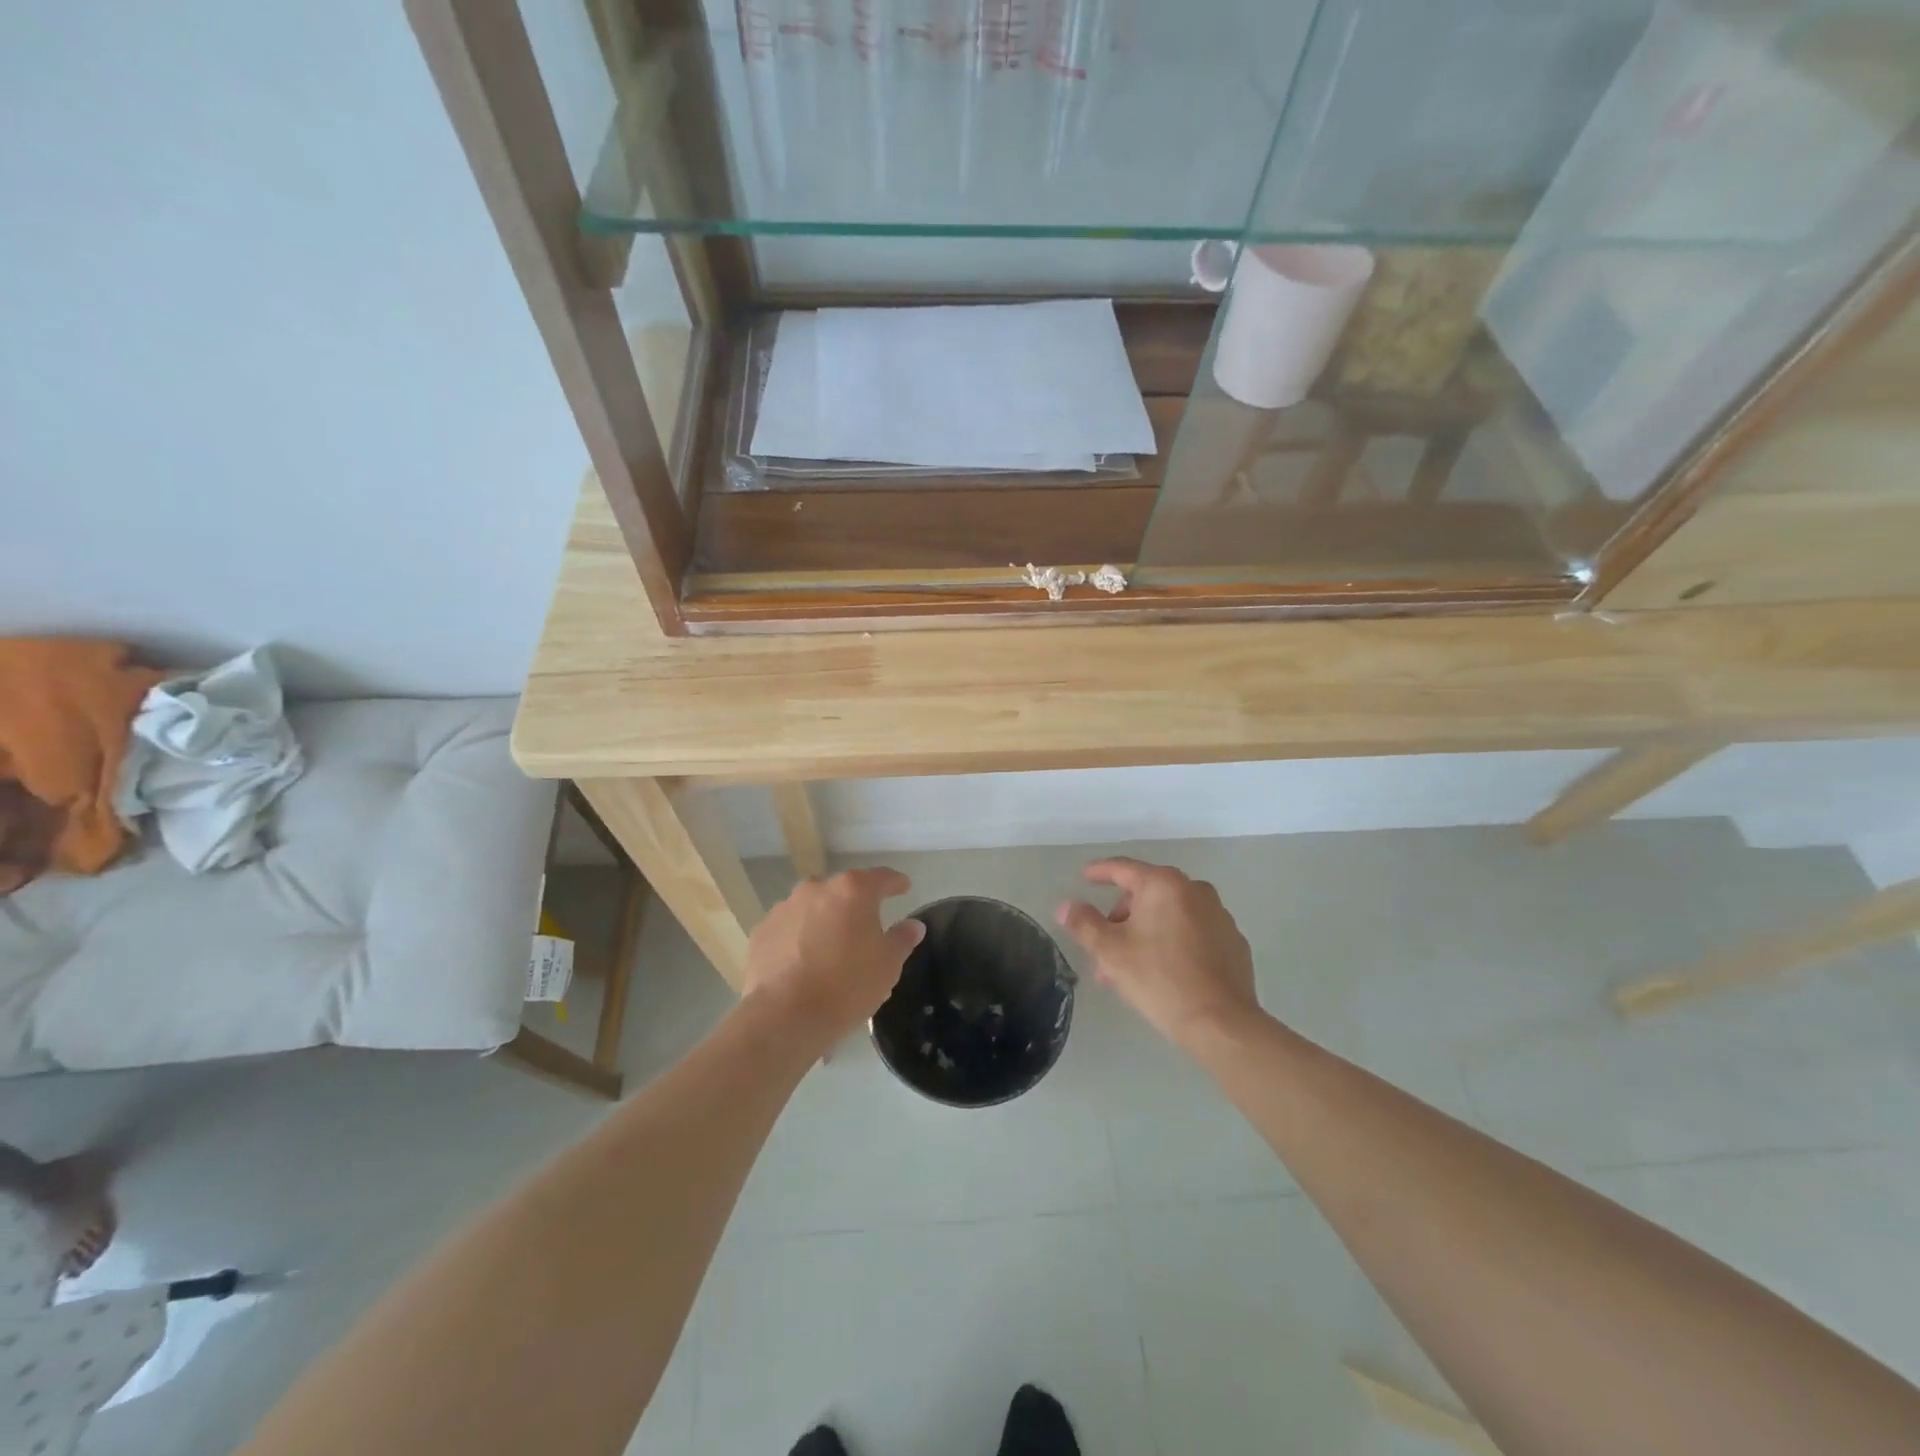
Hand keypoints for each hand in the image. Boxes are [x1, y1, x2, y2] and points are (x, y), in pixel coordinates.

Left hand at [743, 868, 925, 1048]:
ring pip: (812, 908)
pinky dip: (798, 938)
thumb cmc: (846, 986)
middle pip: (843, 891)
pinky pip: (788, 928)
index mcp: (852, 891)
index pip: (881, 877)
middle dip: (855, 905)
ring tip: (830, 949)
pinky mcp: (761, 931)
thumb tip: (913, 925)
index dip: (895, 883)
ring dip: (824, 920)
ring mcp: (784, 908)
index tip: (903, 888)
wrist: (784, 1017)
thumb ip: (902, 939)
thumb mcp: (887, 966)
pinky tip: (802, 963)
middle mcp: (816, 889)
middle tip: (864, 929)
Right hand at [1056, 857, 1258, 1047]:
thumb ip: (1085, 924)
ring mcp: (1219, 915)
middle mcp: (1195, 890)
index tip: (1084, 877)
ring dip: (1145, 932)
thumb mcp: (1111, 952)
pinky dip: (1173, 941)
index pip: (1124, 868)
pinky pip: (1193, 931)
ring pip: (1169, 915)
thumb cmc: (1159, 979)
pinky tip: (1164, 971)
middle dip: (1121, 918)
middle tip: (1104, 948)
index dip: (1100, 872)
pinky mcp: (1233, 941)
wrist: (1221, 1023)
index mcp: (1164, 885)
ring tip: (1129, 967)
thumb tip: (1066, 906)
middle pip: (1147, 893)